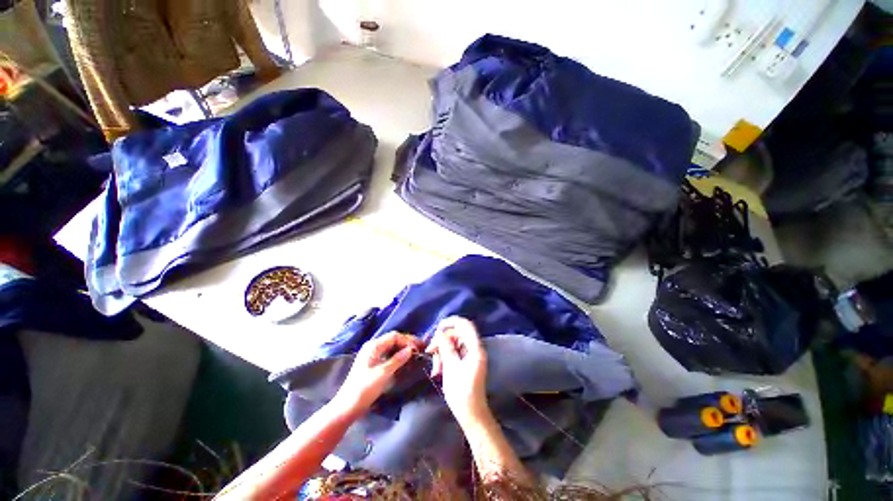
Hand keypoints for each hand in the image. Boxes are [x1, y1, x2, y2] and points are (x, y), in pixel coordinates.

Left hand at [332, 332, 423, 415]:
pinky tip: (404, 361)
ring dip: (402, 349)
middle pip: (393, 340)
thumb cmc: (365, 388)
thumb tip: (410, 350)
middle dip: (406, 343)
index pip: (394, 336)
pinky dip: (397, 355)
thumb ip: (397, 359)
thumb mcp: (383, 373)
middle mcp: (373, 347)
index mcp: (374, 346)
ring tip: (414, 354)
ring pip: (391, 347)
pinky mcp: (372, 363)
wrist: (347, 406)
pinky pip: (388, 354)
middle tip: (419, 349)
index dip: (407, 340)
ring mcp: (372, 355)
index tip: (419, 346)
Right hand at [426, 317, 489, 426]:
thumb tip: (440, 333)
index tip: (437, 328)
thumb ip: (446, 347)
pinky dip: (445, 358)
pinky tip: (438, 370)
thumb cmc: (462, 392)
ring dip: (442, 351)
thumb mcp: (451, 367)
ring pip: (453, 344)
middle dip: (442, 340)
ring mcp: (470, 356)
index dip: (451, 322)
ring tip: (435, 367)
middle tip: (431, 351)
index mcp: (475, 348)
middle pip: (456, 334)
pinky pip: (453, 354)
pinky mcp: (466, 363)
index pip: (465, 325)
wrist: (471, 414)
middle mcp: (474, 349)